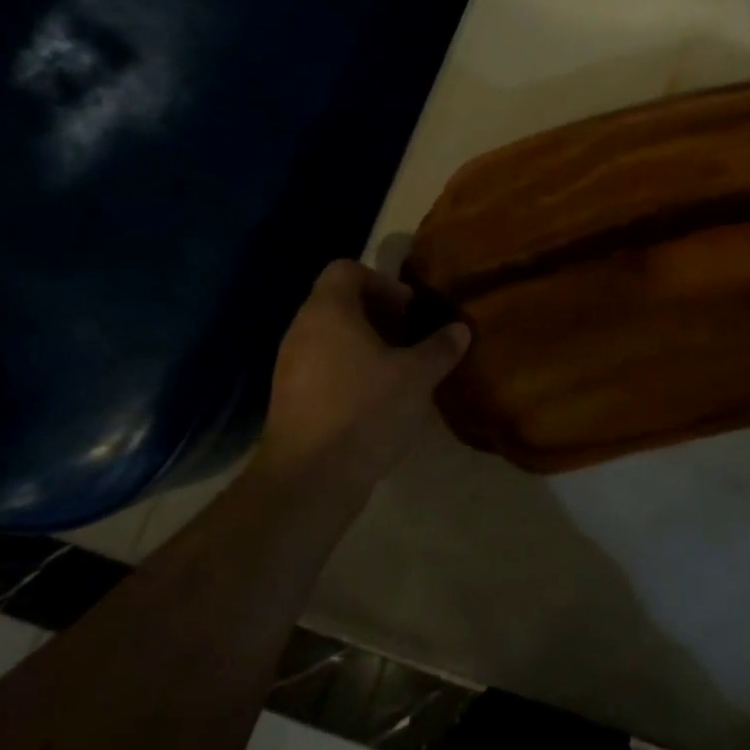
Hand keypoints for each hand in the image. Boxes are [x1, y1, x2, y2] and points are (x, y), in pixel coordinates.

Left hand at [258, 260, 470, 484]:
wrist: (309, 480)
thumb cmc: (365, 410)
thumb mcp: (416, 376)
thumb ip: (440, 347)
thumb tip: (460, 329)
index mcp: (328, 311)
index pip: (346, 270)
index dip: (381, 282)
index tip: (408, 310)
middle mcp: (301, 330)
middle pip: (339, 302)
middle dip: (379, 315)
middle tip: (411, 339)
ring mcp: (290, 366)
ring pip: (331, 337)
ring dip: (366, 345)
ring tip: (399, 370)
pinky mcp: (289, 399)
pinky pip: (322, 367)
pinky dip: (350, 371)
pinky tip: (377, 400)